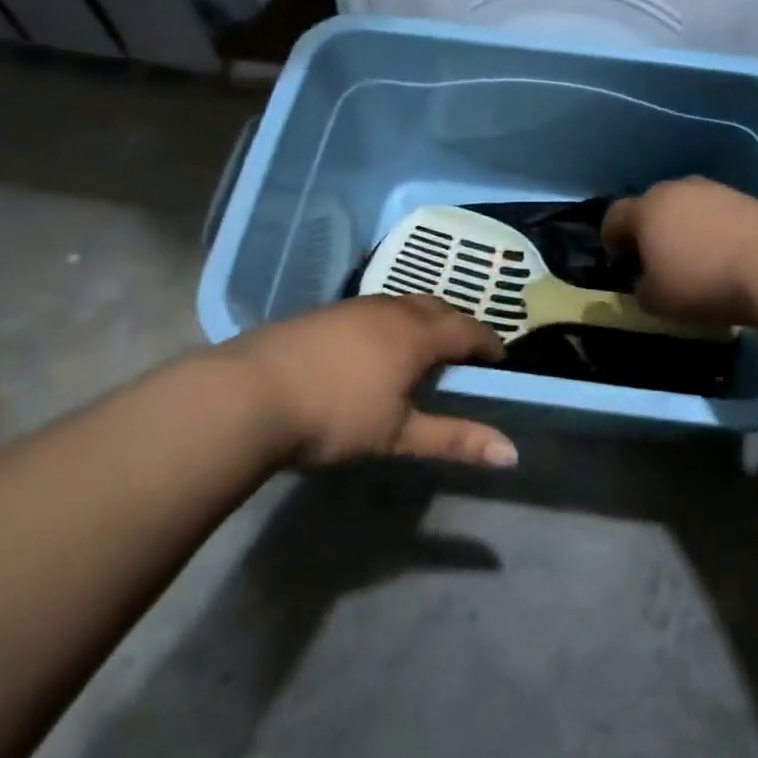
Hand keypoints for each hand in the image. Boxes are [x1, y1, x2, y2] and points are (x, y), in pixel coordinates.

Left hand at [225, 295, 515, 468]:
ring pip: (404, 303)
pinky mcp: (323, 312)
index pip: (469, 330)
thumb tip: (511, 454)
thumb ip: (456, 440)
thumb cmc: (334, 415)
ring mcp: (354, 306)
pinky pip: (374, 308)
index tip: (499, 362)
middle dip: (459, 326)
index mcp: (417, 334)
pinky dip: (391, 322)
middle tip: (464, 355)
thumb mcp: (399, 434)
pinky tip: (373, 348)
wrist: (246, 395)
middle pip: (439, 307)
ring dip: (424, 320)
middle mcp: (391, 310)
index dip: (490, 344)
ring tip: (422, 350)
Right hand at [602, 178, 757, 326]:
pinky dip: (710, 229)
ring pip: (684, 207)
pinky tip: (722, 255)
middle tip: (654, 260)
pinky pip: (713, 213)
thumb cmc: (703, 282)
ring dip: (680, 228)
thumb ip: (641, 290)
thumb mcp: (657, 300)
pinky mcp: (743, 198)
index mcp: (646, 209)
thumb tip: (645, 282)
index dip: (610, 239)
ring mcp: (712, 190)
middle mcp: (676, 190)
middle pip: (651, 206)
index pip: (614, 216)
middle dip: (647, 231)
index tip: (619, 261)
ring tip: (691, 258)